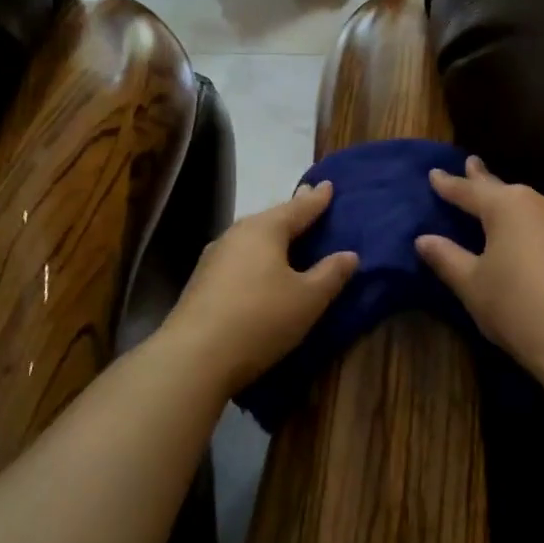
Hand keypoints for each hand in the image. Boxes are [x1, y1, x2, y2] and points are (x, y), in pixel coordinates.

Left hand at [163, 181, 358, 394]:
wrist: (194, 357)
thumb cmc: (260, 319)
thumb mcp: (308, 299)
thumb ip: (331, 274)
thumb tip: (349, 254)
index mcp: (265, 230)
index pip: (298, 208)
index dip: (317, 199)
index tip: (328, 185)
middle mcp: (237, 235)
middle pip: (271, 218)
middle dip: (291, 211)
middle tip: (308, 198)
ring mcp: (215, 258)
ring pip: (251, 237)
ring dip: (271, 233)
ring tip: (286, 231)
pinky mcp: (203, 282)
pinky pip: (239, 257)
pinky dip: (256, 254)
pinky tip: (258, 264)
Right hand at [416, 157, 543, 378]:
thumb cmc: (517, 307)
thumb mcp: (472, 284)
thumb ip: (447, 257)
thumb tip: (424, 239)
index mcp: (508, 206)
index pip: (469, 191)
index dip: (448, 184)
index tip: (434, 173)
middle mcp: (541, 203)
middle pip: (504, 190)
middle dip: (484, 179)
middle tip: (471, 164)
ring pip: (531, 206)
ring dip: (511, 204)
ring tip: (498, 202)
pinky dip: (532, 225)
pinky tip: (529, 235)